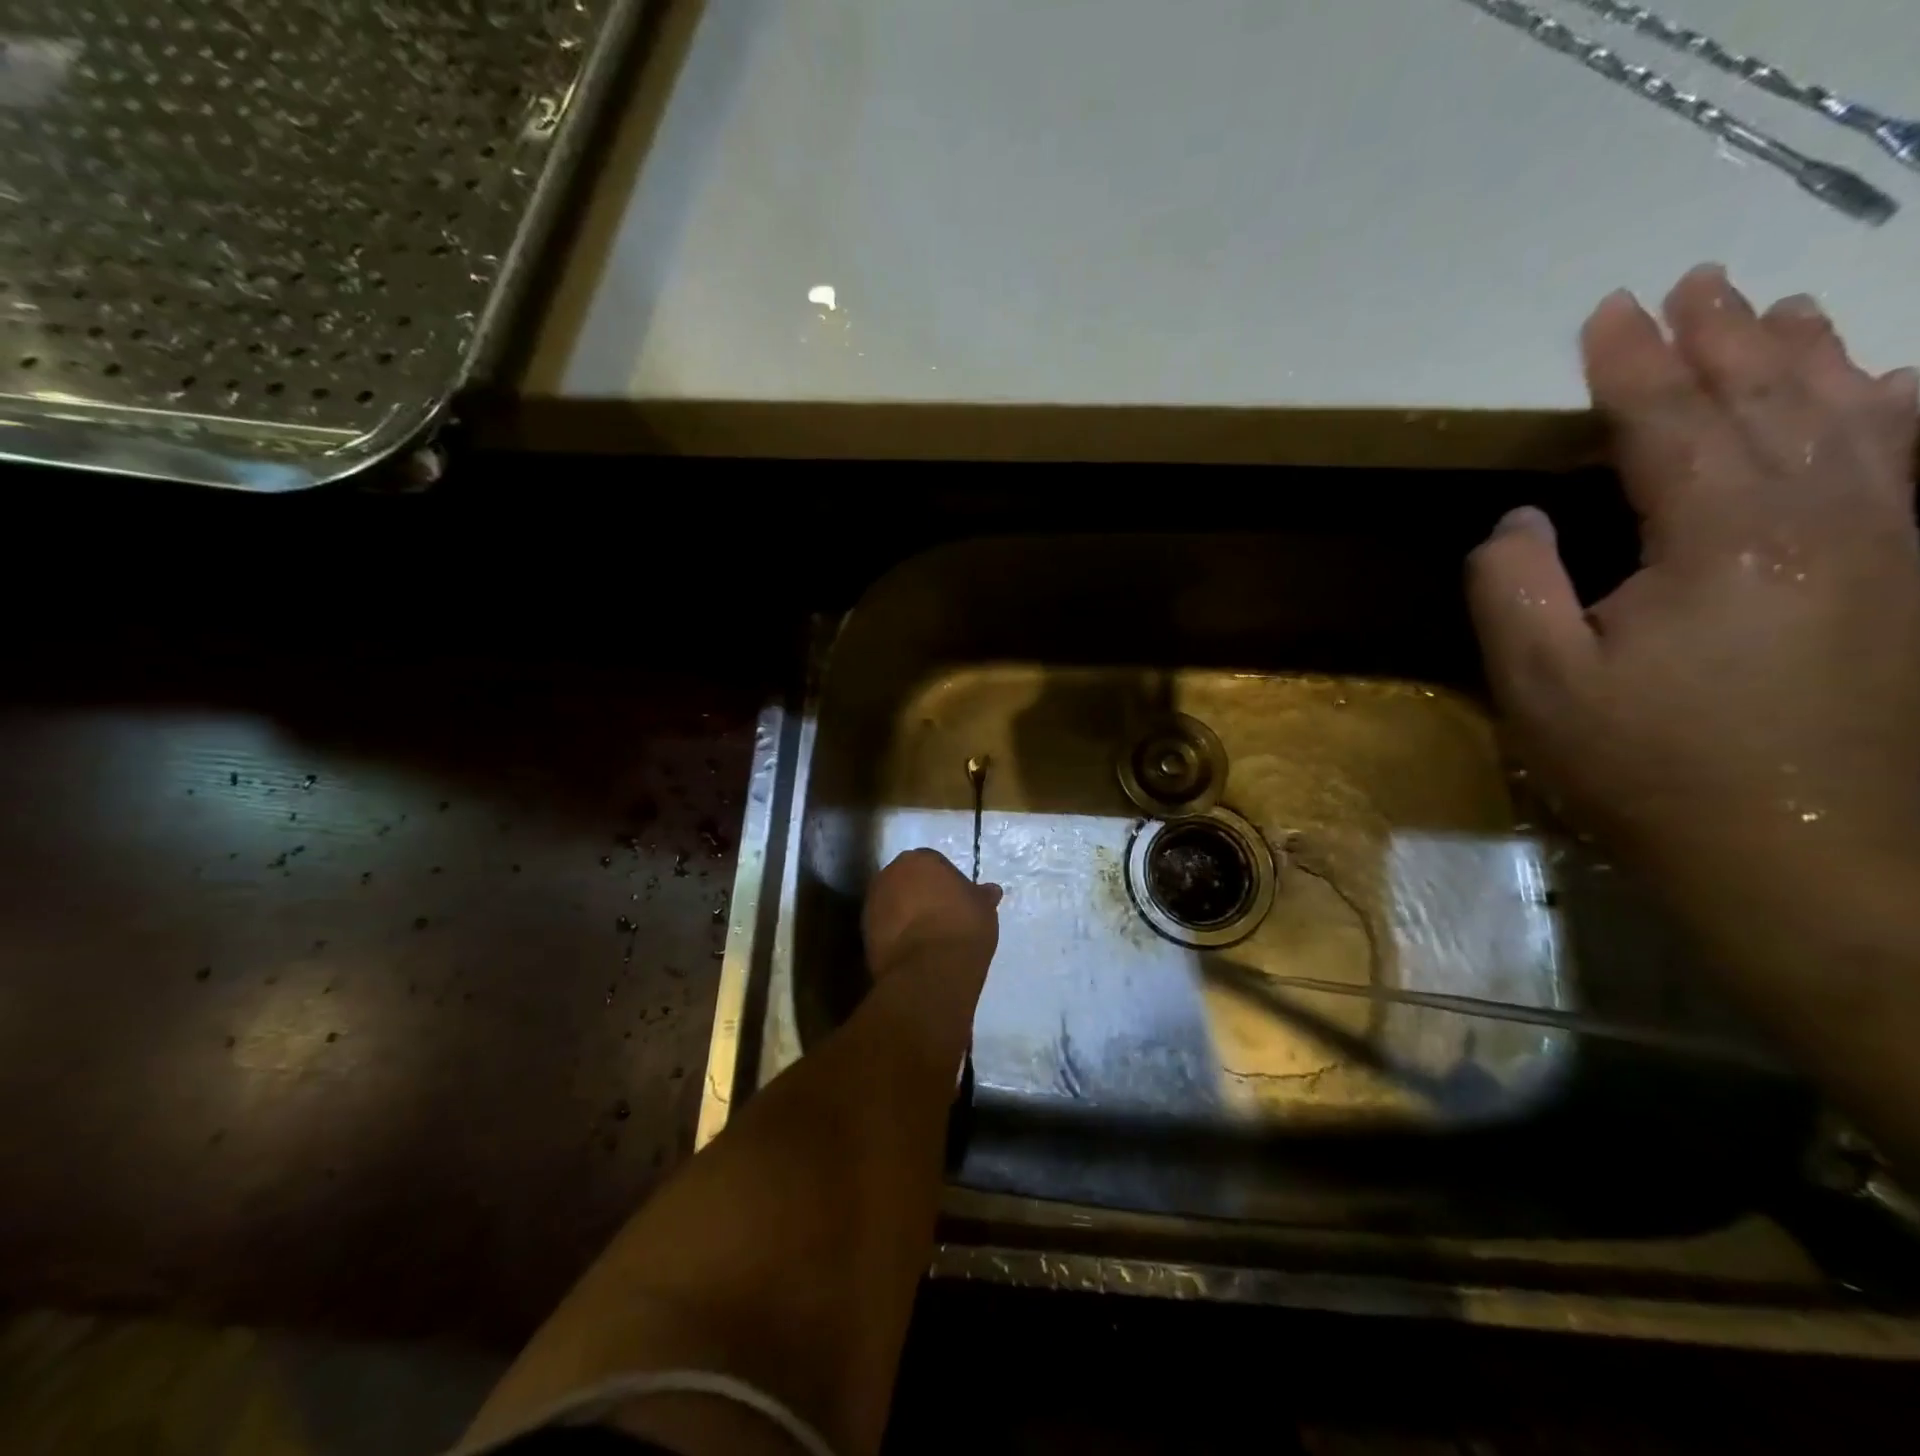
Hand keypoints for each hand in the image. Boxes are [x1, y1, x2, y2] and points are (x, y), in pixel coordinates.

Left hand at [862, 849, 1001, 979]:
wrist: (930, 969)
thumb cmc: (962, 926)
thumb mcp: (984, 908)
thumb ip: (982, 896)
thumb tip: (990, 891)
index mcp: (920, 859)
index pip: (934, 864)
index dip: (946, 883)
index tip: (957, 902)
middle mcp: (890, 873)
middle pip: (908, 881)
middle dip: (920, 894)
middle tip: (941, 917)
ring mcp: (873, 903)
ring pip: (893, 904)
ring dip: (905, 915)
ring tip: (927, 938)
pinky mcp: (863, 933)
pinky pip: (885, 928)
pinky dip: (896, 935)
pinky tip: (914, 951)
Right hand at [1468, 264, 1919, 890]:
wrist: (1803, 855)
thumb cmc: (1648, 766)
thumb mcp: (1539, 681)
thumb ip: (1512, 586)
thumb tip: (1517, 519)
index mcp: (1724, 535)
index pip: (1670, 420)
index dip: (1630, 364)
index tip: (1605, 312)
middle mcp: (1827, 514)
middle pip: (1772, 397)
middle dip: (1723, 336)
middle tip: (1695, 282)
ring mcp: (1890, 543)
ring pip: (1856, 414)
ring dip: (1809, 356)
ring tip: (1781, 309)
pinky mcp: (1916, 580)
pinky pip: (1916, 463)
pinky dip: (1901, 410)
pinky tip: (1896, 387)